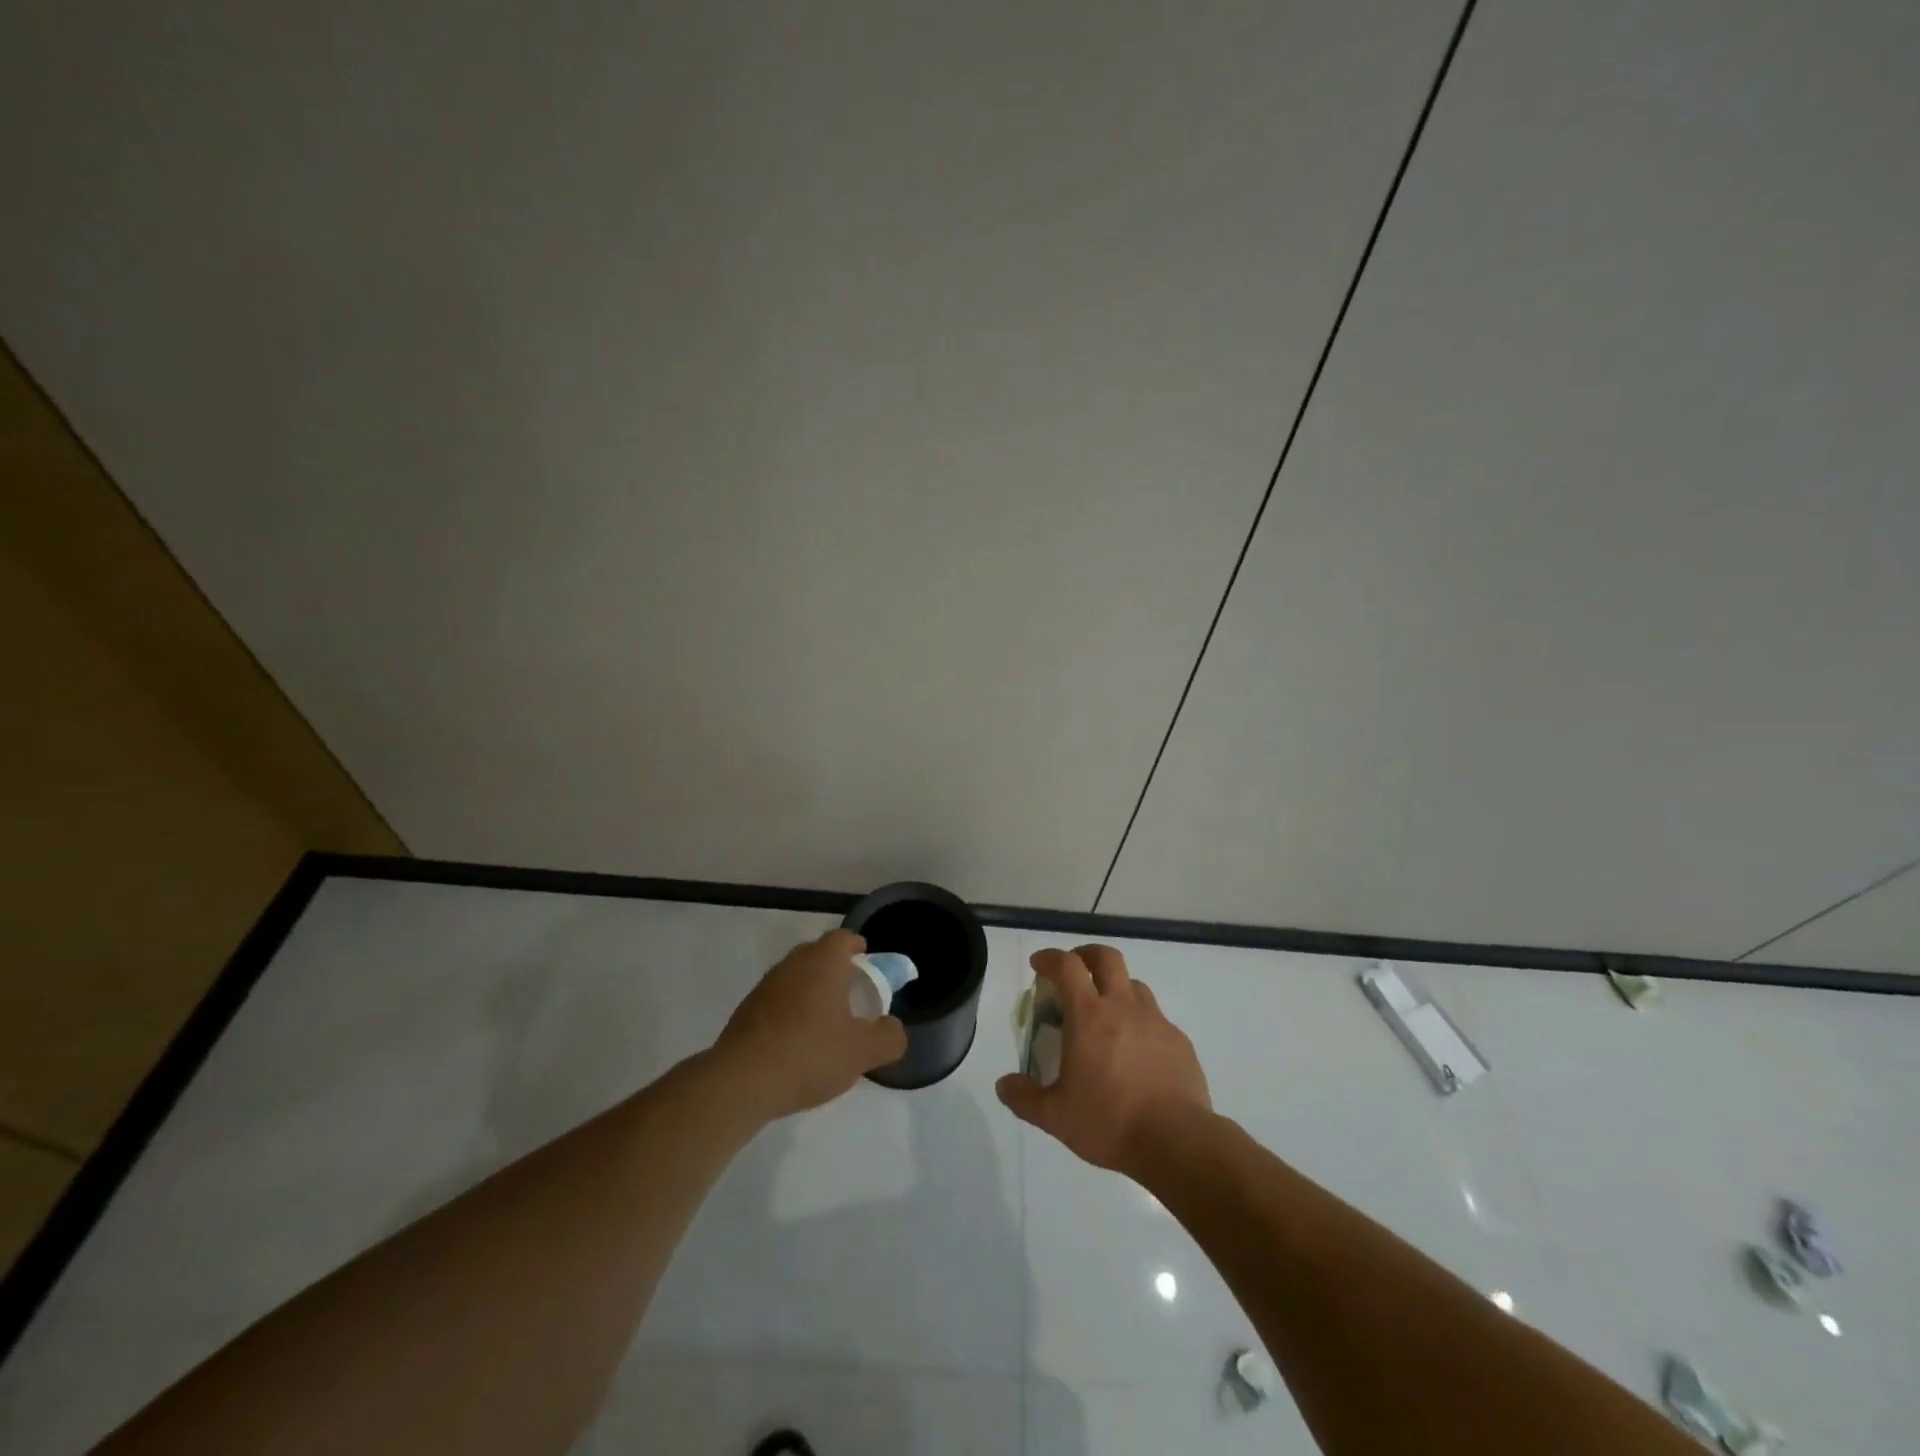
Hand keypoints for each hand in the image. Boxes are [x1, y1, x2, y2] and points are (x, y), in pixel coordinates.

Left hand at [713, 930, 907, 1119]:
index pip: (843, 938)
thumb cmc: (809, 1054)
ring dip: (811, 992)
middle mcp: (792, 965)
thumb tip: (892, 1029)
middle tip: (851, 994)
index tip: (868, 963)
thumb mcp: (863, 1052)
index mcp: (822, 962)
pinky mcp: (745, 1013)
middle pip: (817, 954)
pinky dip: (790, 1013)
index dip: (857, 947)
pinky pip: (776, 1002)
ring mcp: (764, 988)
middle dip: (835, 969)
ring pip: (795, 978)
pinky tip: (797, 1044)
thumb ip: (888, 1037)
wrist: (741, 1082)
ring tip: (825, 1023)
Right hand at [996, 945, 1211, 1176]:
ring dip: (1115, 988)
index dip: (1050, 958)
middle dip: (1086, 955)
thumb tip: (1004, 1085)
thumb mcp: (1055, 1117)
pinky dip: (1140, 1022)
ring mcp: (1155, 1021)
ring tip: (1105, 1014)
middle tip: (1074, 970)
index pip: (1067, 966)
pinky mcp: (1179, 1041)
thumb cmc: (1110, 1122)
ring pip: (1134, 985)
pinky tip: (1135, 1051)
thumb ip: (1025, 1098)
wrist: (1177, 1142)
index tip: (1039, 965)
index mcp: (1089, 1016)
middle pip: (1106, 958)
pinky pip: (1155, 1018)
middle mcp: (1123, 1007)